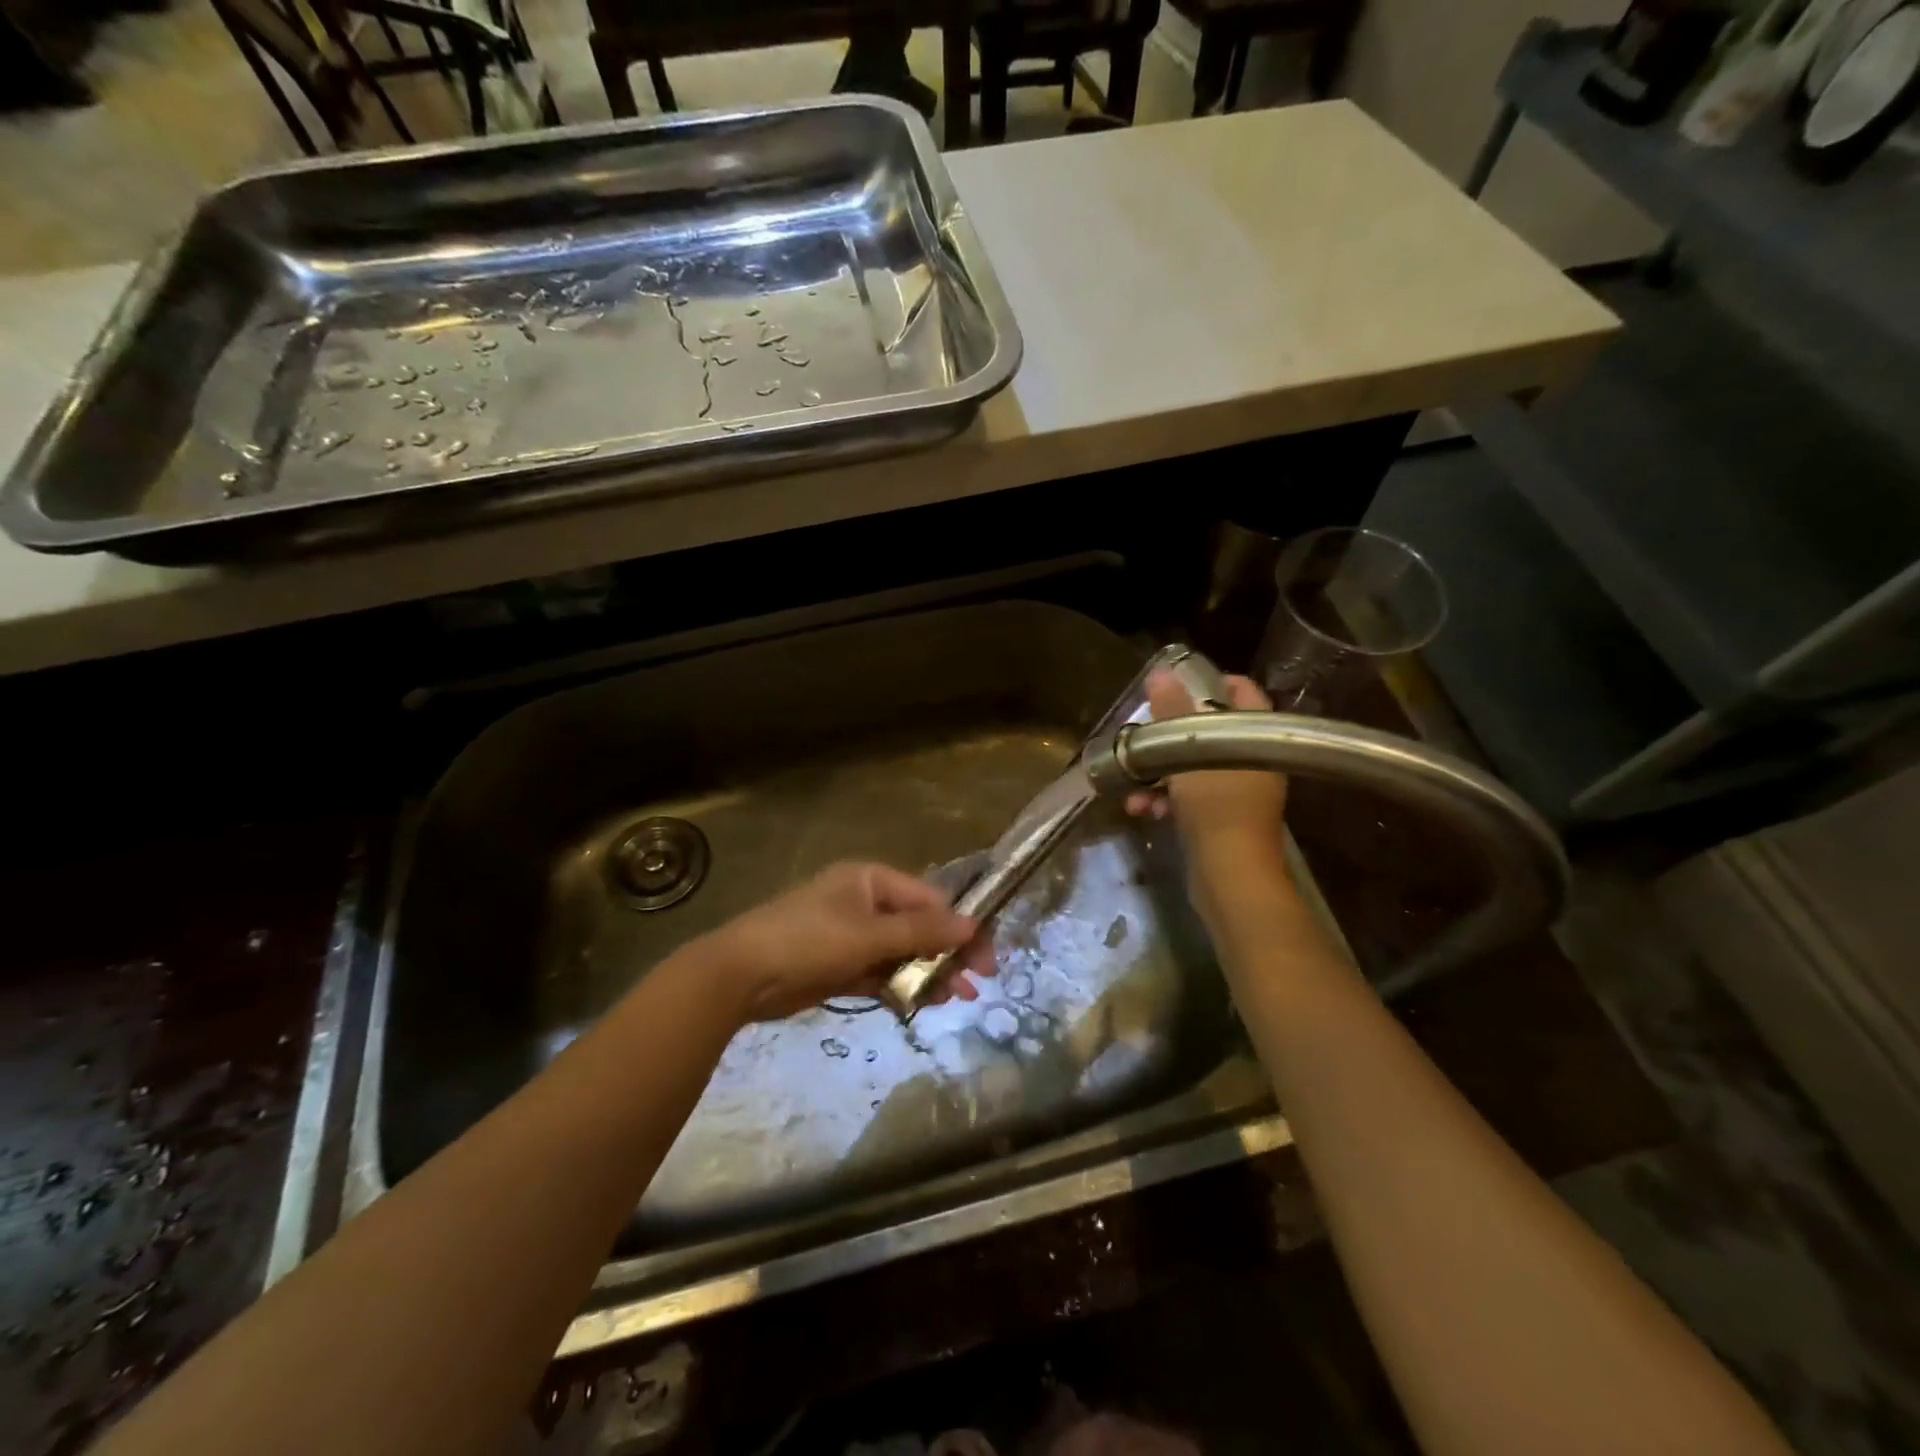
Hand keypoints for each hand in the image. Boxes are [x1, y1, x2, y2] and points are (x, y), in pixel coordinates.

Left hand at [700, 862, 993, 1023]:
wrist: (740, 976)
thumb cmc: (808, 940)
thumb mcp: (869, 934)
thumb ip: (922, 932)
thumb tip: (973, 925)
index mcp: (870, 880)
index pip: (928, 899)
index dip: (960, 925)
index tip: (985, 956)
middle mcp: (864, 903)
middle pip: (918, 926)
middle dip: (948, 952)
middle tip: (979, 982)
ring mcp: (851, 936)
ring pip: (902, 953)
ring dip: (929, 973)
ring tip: (957, 998)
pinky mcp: (840, 967)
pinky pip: (881, 973)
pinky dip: (902, 986)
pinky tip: (925, 1003)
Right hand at [1123, 669, 1291, 917]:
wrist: (1230, 878)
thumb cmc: (1217, 807)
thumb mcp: (1189, 753)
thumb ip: (1172, 712)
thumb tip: (1159, 673)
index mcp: (1258, 738)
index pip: (1242, 693)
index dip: (1211, 682)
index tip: (1175, 684)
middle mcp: (1253, 760)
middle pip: (1209, 731)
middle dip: (1169, 735)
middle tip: (1142, 733)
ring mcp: (1237, 791)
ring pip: (1192, 766)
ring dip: (1158, 773)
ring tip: (1132, 785)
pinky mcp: (1220, 818)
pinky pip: (1188, 796)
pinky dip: (1165, 800)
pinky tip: (1139, 810)